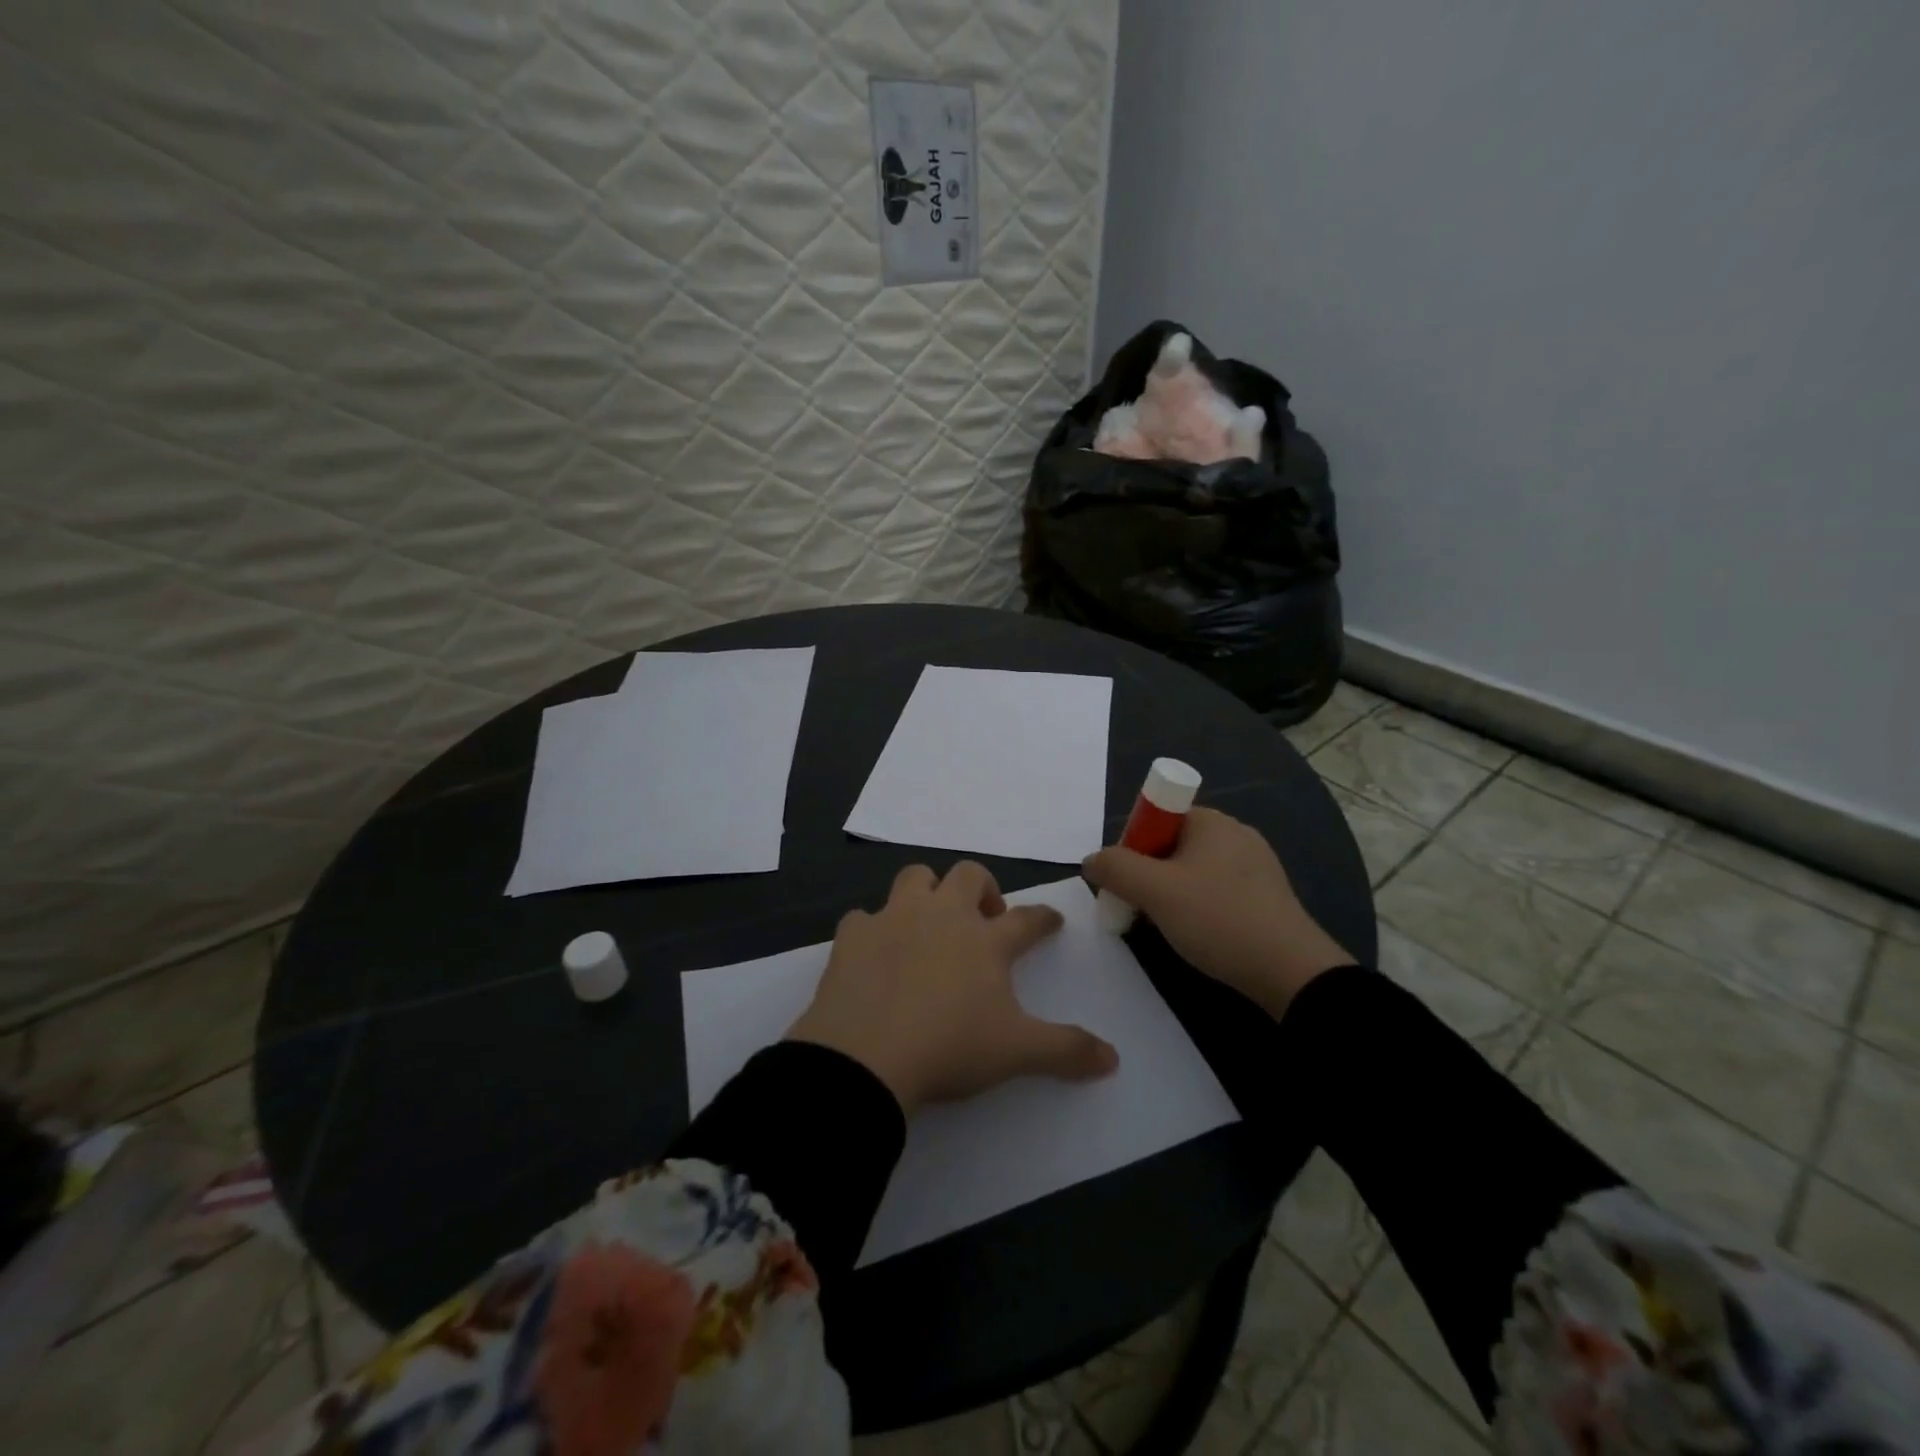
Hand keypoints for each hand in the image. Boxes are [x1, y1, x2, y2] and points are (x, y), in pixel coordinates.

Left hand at [786, 862, 1118, 1114]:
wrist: (865, 1058)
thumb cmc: (950, 1048)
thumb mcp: (1017, 1053)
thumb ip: (1066, 1050)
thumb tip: (1113, 1058)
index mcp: (985, 940)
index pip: (1026, 919)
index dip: (1043, 919)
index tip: (1051, 920)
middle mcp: (942, 916)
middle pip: (969, 876)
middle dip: (983, 888)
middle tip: (985, 918)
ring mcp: (894, 919)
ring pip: (915, 878)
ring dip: (927, 892)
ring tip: (929, 923)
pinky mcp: (852, 935)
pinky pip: (863, 917)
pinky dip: (873, 930)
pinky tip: (874, 954)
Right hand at [1082, 808, 1352, 1014]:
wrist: (1291, 972)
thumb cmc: (1218, 919)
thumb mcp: (1155, 891)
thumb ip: (1115, 868)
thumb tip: (1091, 861)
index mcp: (1211, 821)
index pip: (1155, 819)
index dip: (1133, 847)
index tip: (1127, 883)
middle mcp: (1235, 833)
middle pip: (1171, 845)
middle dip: (1148, 875)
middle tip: (1139, 910)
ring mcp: (1256, 865)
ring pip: (1193, 872)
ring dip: (1171, 895)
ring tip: (1166, 928)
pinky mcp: (1267, 896)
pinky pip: (1217, 891)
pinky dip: (1199, 908)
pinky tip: (1198, 936)